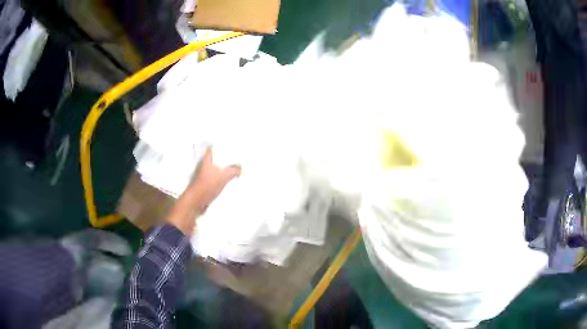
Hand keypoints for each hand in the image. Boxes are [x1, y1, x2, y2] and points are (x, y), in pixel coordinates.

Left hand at [167, 147, 240, 235]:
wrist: (197, 201)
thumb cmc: (208, 185)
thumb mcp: (224, 176)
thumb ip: (234, 170)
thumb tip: (241, 168)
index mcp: (208, 159)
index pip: (216, 148)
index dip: (224, 146)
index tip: (234, 146)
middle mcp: (207, 164)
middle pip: (219, 158)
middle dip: (228, 158)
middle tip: (239, 158)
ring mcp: (207, 174)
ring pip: (219, 168)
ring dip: (227, 169)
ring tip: (238, 168)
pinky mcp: (208, 183)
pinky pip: (219, 177)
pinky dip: (225, 178)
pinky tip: (232, 179)